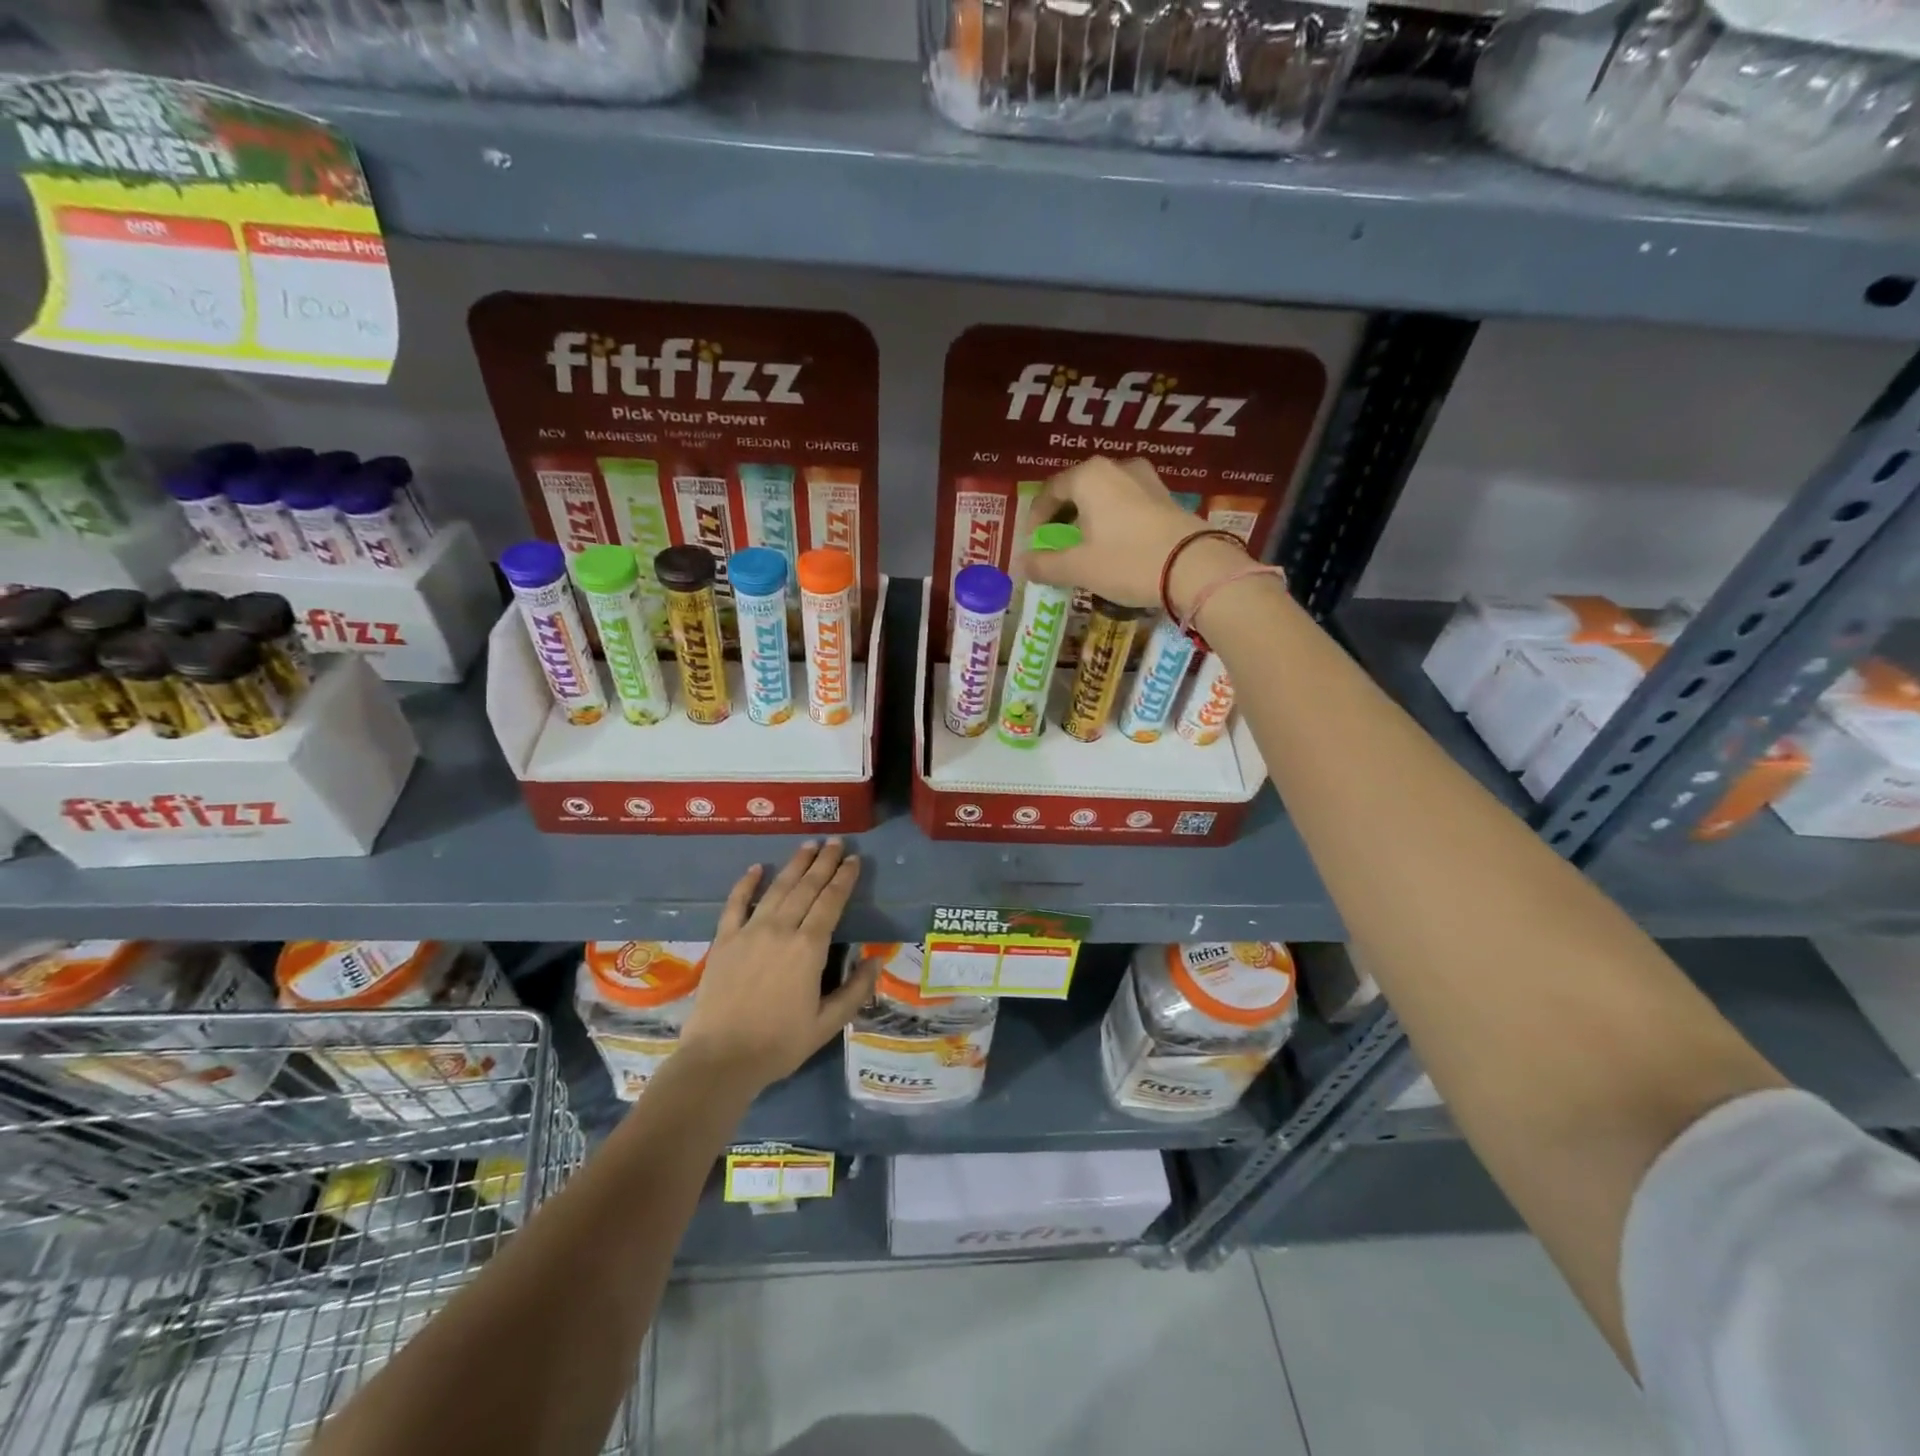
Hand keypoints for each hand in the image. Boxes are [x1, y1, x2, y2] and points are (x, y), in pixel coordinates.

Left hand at [678, 840, 877, 1092]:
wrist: (720, 1059)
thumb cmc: (779, 1044)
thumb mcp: (827, 1024)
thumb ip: (855, 990)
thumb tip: (876, 959)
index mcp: (809, 948)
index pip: (831, 902)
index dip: (844, 879)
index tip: (854, 860)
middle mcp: (781, 930)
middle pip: (806, 887)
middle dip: (823, 862)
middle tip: (836, 842)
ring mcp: (749, 932)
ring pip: (777, 888)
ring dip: (794, 864)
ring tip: (808, 845)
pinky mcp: (724, 940)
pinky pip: (736, 904)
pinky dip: (746, 884)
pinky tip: (756, 868)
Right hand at [1019, 456, 1250, 612]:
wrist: (1195, 568)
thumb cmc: (1127, 561)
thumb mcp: (1079, 568)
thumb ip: (1045, 565)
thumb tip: (1022, 565)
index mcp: (1089, 476)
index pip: (1049, 491)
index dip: (1036, 520)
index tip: (1032, 545)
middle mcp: (1117, 468)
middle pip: (1078, 491)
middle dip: (1062, 519)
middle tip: (1056, 547)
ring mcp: (1147, 480)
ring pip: (1104, 497)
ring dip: (1089, 521)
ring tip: (1084, 549)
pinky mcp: (1167, 498)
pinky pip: (1127, 505)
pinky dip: (1112, 522)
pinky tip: (1114, 547)